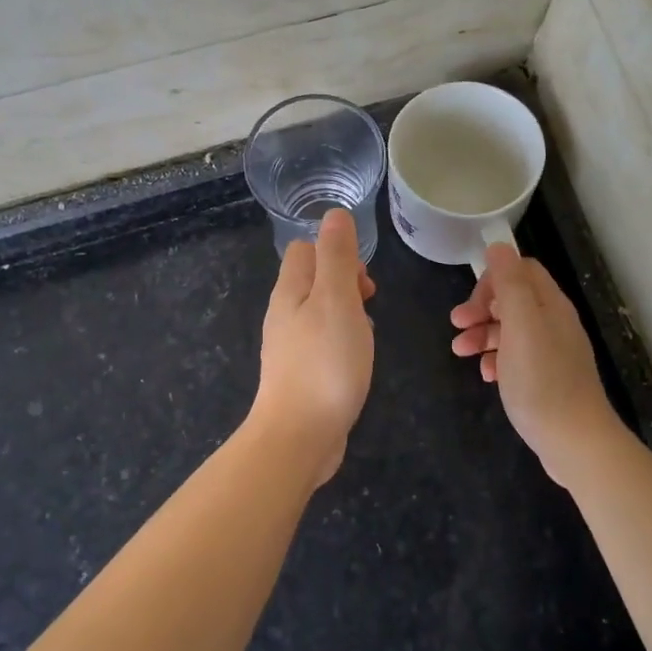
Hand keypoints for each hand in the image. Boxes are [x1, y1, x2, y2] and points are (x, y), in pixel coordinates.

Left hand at [251, 208, 376, 486]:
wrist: (299, 436)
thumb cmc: (324, 363)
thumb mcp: (337, 301)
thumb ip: (337, 257)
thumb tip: (334, 214)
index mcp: (290, 291)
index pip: (304, 250)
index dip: (335, 252)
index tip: (362, 280)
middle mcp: (284, 314)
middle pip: (312, 280)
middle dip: (345, 283)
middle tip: (368, 304)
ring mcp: (289, 346)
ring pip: (319, 312)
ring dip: (346, 314)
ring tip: (364, 335)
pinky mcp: (299, 374)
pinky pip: (321, 343)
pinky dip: (341, 342)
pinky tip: (355, 361)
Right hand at [450, 244, 618, 472]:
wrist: (574, 441)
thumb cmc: (542, 380)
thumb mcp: (521, 326)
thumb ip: (510, 284)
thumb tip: (499, 246)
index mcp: (551, 305)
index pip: (522, 270)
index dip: (493, 279)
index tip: (471, 301)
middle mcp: (554, 323)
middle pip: (513, 300)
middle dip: (481, 308)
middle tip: (457, 325)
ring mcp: (552, 353)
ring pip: (511, 330)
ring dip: (482, 335)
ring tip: (460, 352)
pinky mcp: (546, 379)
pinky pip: (516, 358)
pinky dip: (496, 360)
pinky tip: (486, 375)